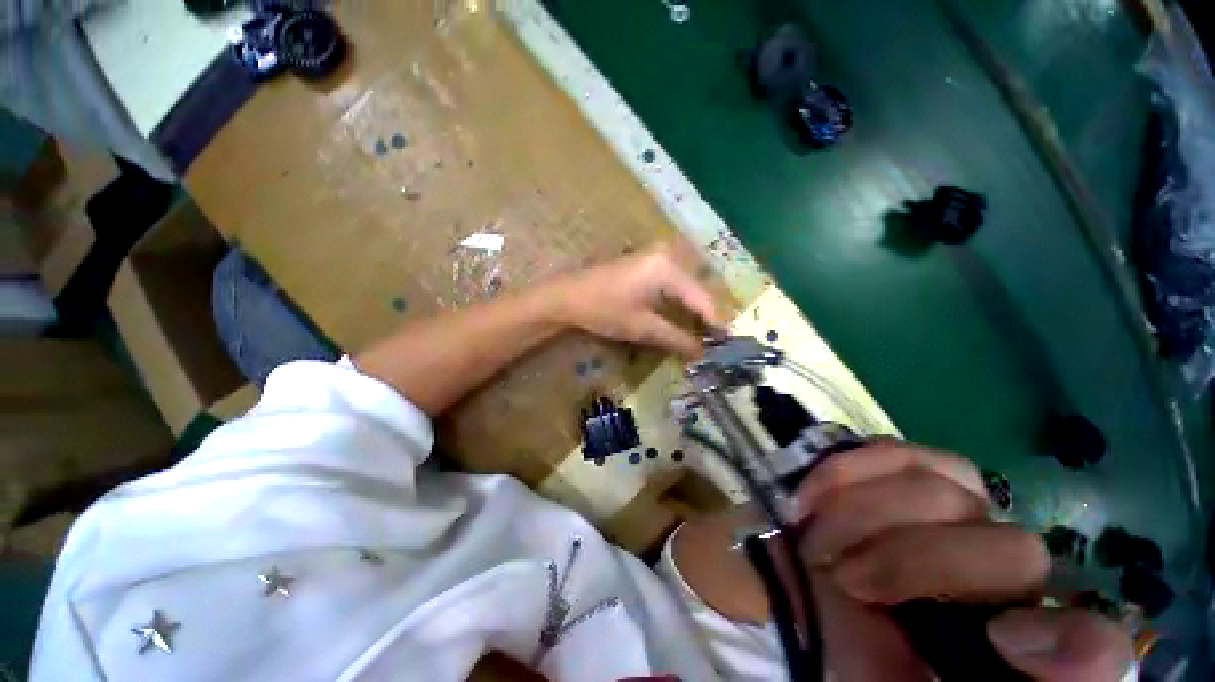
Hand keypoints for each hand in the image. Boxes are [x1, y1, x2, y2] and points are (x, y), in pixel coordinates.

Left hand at [548, 246, 723, 356]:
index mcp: (667, 268)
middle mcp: (665, 256)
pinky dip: (678, 301)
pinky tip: (681, 316)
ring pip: (684, 286)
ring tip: (701, 332)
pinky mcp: (644, 263)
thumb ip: (676, 338)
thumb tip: (702, 353)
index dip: (715, 321)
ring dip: (692, 309)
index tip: (726, 342)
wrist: (566, 297)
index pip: (701, 297)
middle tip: (715, 340)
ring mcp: (653, 257)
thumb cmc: (603, 310)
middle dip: (705, 315)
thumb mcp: (642, 327)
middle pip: (695, 289)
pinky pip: (671, 282)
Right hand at [795, 443, 1132, 680]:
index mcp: (1010, 643)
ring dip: (862, 516)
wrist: (803, 581)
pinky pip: (896, 453)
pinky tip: (816, 494)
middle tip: (843, 576)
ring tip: (817, 538)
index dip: (1071, 647)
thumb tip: (1010, 638)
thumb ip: (957, 679)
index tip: (1000, 640)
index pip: (1093, 651)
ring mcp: (965, 511)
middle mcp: (1007, 573)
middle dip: (911, 562)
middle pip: (1014, 552)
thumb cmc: (848, 644)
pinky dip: (847, 471)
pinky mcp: (915, 470)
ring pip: (944, 491)